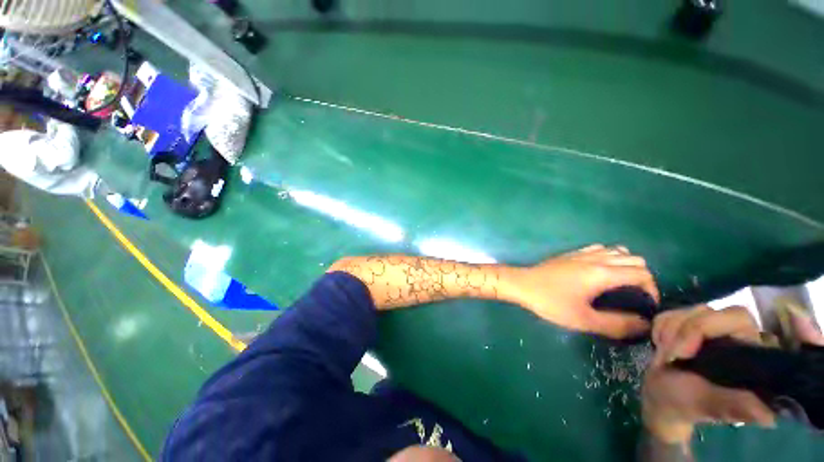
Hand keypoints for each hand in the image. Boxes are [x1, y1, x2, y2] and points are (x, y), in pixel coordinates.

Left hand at [510, 244, 658, 338]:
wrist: (522, 284)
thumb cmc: (550, 302)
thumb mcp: (583, 319)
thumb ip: (616, 324)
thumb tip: (644, 325)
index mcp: (602, 273)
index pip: (642, 273)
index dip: (651, 289)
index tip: (645, 306)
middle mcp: (596, 258)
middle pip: (634, 259)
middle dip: (642, 277)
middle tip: (634, 296)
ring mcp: (582, 253)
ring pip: (618, 250)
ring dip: (626, 265)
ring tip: (621, 284)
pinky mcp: (571, 253)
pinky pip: (600, 248)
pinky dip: (609, 256)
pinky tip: (600, 271)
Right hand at [642, 305, 774, 443]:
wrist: (660, 395)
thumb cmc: (686, 403)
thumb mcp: (708, 405)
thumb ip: (733, 405)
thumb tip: (767, 416)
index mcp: (751, 353)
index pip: (738, 318)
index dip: (703, 327)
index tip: (680, 354)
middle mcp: (737, 335)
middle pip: (708, 311)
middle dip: (680, 331)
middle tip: (668, 356)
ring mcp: (711, 328)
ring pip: (686, 310)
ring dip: (667, 332)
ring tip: (665, 356)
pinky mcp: (690, 324)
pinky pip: (670, 312)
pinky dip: (660, 328)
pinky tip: (662, 346)